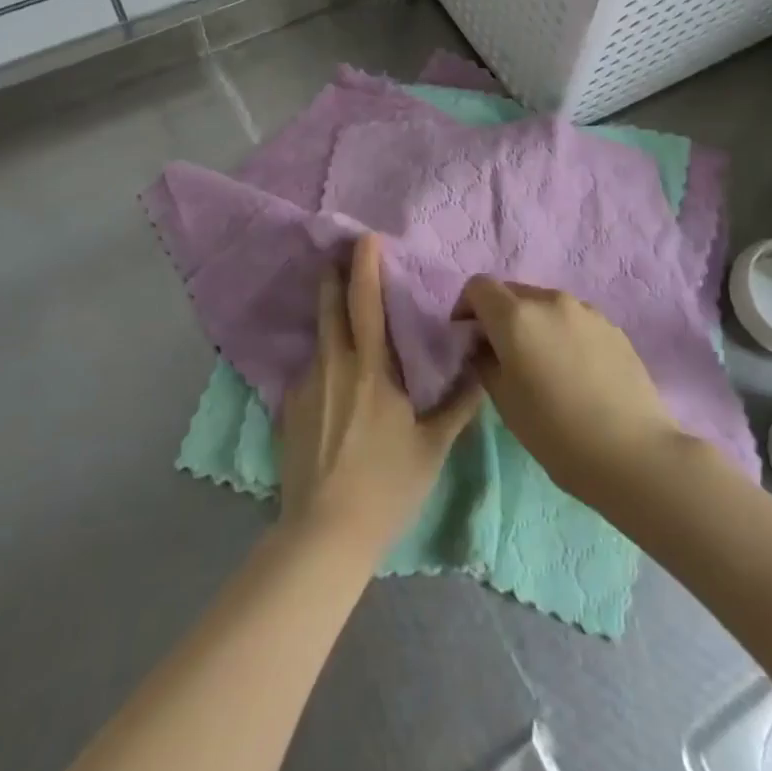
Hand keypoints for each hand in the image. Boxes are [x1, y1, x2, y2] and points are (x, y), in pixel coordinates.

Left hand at [279, 235, 482, 561]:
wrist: (323, 533)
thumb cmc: (386, 485)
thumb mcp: (433, 446)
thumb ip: (459, 403)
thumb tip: (483, 365)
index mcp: (370, 367)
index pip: (365, 301)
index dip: (365, 265)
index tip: (366, 237)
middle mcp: (332, 365)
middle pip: (328, 306)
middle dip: (333, 276)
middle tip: (340, 255)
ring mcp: (305, 386)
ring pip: (318, 339)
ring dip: (328, 317)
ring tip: (343, 316)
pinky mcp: (288, 409)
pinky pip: (310, 372)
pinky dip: (324, 362)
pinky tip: (335, 384)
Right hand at [458, 277, 681, 505]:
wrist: (633, 453)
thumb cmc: (556, 432)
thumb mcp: (504, 401)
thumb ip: (484, 361)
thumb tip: (483, 346)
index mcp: (516, 316)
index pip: (478, 286)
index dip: (466, 308)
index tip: (468, 339)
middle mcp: (550, 300)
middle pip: (512, 291)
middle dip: (499, 315)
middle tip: (501, 355)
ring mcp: (586, 310)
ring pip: (545, 304)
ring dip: (532, 323)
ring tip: (541, 364)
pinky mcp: (612, 326)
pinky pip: (573, 319)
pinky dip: (562, 333)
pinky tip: (573, 372)